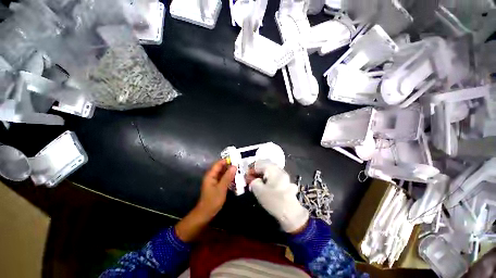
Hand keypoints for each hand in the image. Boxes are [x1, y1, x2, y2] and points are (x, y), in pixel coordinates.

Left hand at [175, 159, 235, 241]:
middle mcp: (212, 176)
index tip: (236, 159)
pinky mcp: (217, 185)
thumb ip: (228, 176)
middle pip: (221, 167)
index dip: (227, 161)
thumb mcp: (222, 188)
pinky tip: (236, 179)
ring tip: (240, 171)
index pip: (219, 163)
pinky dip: (229, 177)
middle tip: (240, 165)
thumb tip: (234, 166)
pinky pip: (223, 178)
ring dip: (230, 172)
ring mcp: (214, 181)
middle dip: (230, 166)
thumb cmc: (212, 200)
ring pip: (223, 173)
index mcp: (211, 175)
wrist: (205, 213)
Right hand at [249, 163, 308, 232]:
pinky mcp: (287, 183)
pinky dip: (270, 178)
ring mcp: (285, 176)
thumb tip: (255, 180)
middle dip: (258, 170)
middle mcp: (280, 170)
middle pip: (266, 165)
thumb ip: (254, 182)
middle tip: (252, 177)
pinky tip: (267, 185)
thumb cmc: (273, 200)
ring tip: (258, 181)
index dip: (251, 168)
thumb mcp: (258, 191)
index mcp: (273, 169)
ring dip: (264, 174)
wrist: (291, 213)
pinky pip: (276, 176)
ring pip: (271, 171)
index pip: (259, 163)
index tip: (247, 175)